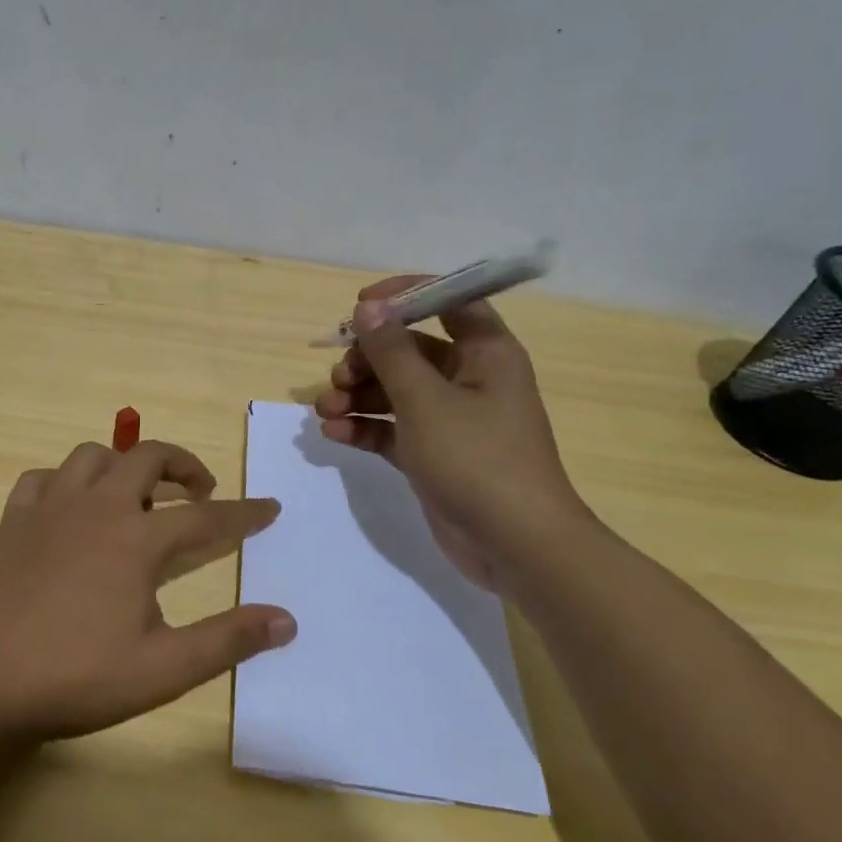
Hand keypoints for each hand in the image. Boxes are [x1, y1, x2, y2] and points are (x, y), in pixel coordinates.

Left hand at [0, 440, 293, 746]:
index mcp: (135, 540)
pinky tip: (69, 507)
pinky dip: (65, 481)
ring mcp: (47, 509)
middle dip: (183, 465)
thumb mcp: (162, 670)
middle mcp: (95, 508)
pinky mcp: (10, 522)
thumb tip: (286, 620)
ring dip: (123, 464)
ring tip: (136, 494)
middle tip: (200, 491)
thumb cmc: (75, 679)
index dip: (243, 513)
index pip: (206, 517)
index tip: (270, 507)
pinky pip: (41, 478)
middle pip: (147, 458)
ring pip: (92, 456)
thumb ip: (227, 641)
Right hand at [314, 276, 587, 588]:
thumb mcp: (426, 401)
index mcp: (485, 354)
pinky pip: (391, 428)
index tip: (360, 305)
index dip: (405, 296)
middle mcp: (468, 379)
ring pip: (394, 391)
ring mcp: (449, 420)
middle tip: (339, 377)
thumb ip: (392, 352)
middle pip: (409, 349)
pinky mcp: (431, 454)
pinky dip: (364, 427)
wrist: (514, 545)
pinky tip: (334, 434)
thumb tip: (368, 306)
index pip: (449, 301)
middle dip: (368, 358)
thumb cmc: (476, 460)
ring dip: (358, 395)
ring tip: (326, 409)